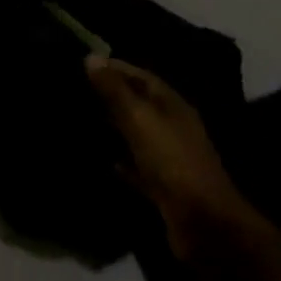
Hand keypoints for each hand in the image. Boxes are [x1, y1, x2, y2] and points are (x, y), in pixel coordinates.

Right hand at [85, 56, 260, 259]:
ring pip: (138, 135)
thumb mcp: (140, 120)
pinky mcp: (164, 187)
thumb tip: (91, 56)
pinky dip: (121, 161)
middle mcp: (173, 127)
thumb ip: (115, 91)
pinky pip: (138, 167)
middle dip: (112, 96)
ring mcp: (170, 158)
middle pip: (140, 104)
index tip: (86, 63)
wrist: (203, 224)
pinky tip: (101, 160)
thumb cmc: (172, 162)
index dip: (116, 68)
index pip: (142, 77)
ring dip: (115, 127)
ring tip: (82, 120)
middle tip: (77, 90)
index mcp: (173, 105)